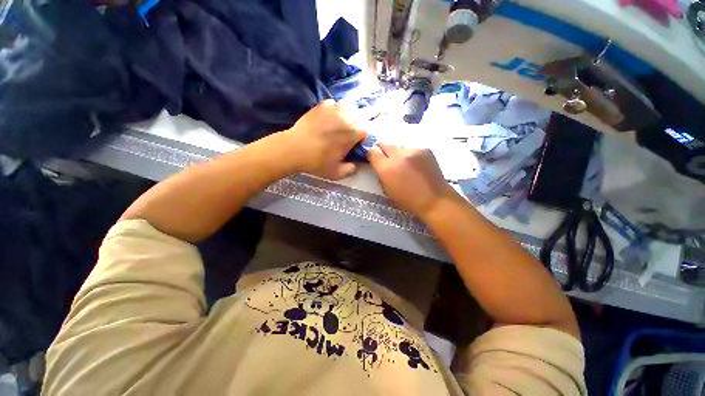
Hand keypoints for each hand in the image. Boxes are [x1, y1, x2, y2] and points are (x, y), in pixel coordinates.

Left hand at [284, 99, 366, 179]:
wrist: (295, 149)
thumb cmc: (318, 162)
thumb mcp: (337, 173)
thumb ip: (350, 170)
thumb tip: (355, 165)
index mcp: (354, 133)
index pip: (366, 131)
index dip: (362, 138)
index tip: (355, 144)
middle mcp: (347, 117)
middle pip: (360, 116)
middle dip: (357, 124)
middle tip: (348, 134)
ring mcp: (334, 109)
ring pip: (348, 105)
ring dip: (347, 113)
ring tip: (340, 122)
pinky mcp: (321, 105)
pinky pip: (332, 103)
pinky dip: (333, 109)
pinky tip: (327, 117)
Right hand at [368, 143, 458, 217]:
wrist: (434, 199)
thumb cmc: (408, 200)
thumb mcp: (387, 190)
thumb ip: (381, 174)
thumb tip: (379, 164)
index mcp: (387, 168)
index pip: (372, 151)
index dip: (371, 154)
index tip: (374, 159)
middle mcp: (398, 155)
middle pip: (384, 143)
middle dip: (382, 149)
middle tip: (386, 158)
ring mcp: (413, 150)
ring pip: (399, 146)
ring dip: (397, 152)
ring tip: (403, 163)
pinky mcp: (425, 149)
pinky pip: (411, 148)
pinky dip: (409, 154)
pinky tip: (415, 164)